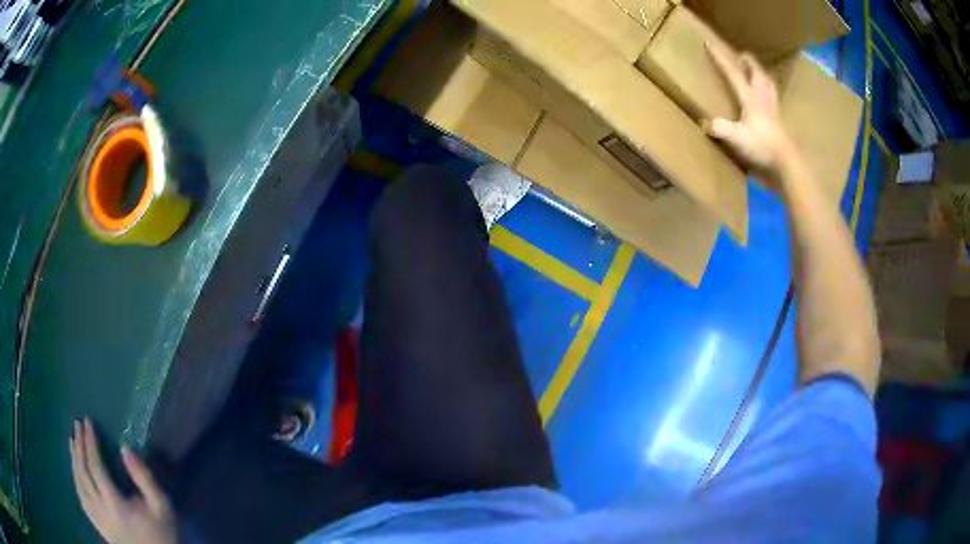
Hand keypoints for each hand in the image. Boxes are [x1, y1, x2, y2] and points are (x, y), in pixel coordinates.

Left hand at [69, 418, 176, 543]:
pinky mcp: (98, 526)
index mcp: (116, 504)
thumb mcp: (162, 507)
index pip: (95, 466)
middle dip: (78, 446)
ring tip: (72, 442)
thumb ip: (144, 477)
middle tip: (77, 425)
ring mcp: (98, 519)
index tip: (87, 422)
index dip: (89, 442)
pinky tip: (75, 470)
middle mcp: (101, 509)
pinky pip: (81, 498)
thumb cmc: (163, 534)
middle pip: (83, 472)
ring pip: (78, 484)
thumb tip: (125, 447)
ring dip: (73, 460)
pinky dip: (75, 479)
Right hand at [705, 40, 792, 173]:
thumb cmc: (763, 147)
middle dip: (748, 62)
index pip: (732, 72)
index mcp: (750, 97)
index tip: (709, 43)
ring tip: (756, 71)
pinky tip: (767, 97)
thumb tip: (704, 123)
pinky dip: (769, 92)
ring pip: (768, 83)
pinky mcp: (779, 120)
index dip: (720, 57)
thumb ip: (721, 128)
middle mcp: (763, 97)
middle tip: (741, 56)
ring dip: (761, 74)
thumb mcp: (737, 139)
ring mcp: (773, 108)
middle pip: (756, 72)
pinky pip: (774, 98)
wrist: (786, 163)